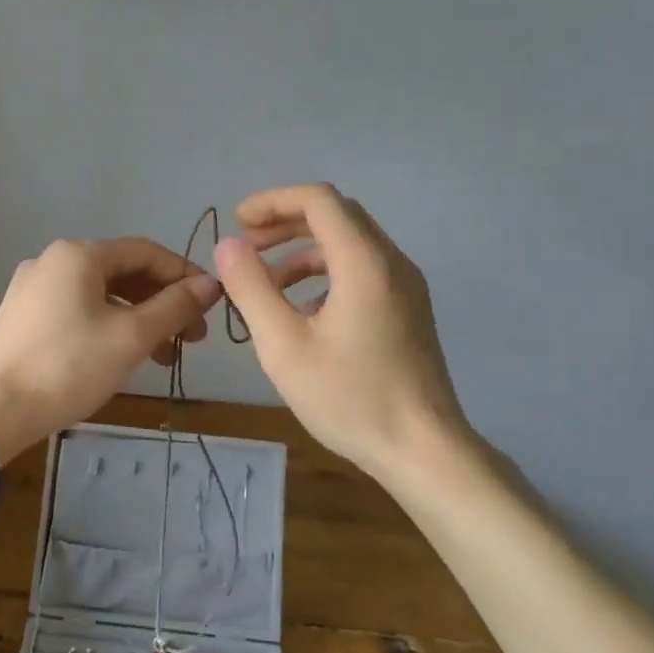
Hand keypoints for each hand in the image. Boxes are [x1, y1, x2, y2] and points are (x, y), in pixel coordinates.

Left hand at [0, 237, 222, 464]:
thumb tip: (211, 284)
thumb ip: (174, 306)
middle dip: (162, 301)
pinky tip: (122, 355)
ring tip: (165, 355)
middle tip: (192, 337)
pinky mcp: (22, 315)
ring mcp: (33, 287)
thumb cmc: (67, 367)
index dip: (183, 274)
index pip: (145, 251)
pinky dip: (108, 324)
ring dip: (138, 317)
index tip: (211, 305)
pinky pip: (77, 308)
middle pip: (123, 271)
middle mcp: (53, 260)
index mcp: (78, 254)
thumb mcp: (130, 337)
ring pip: (101, 293)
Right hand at [212, 183, 480, 479]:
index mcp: (364, 262)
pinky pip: (363, 270)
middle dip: (286, 222)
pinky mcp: (409, 310)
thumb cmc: (351, 398)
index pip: (318, 199)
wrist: (425, 453)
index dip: (273, 201)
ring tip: (267, 283)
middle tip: (248, 246)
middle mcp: (391, 262)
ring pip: (350, 243)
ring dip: (304, 250)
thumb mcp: (284, 346)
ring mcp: (406, 286)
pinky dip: (326, 273)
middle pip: (336, 215)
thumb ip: (251, 288)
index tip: (238, 222)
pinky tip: (303, 311)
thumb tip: (228, 245)